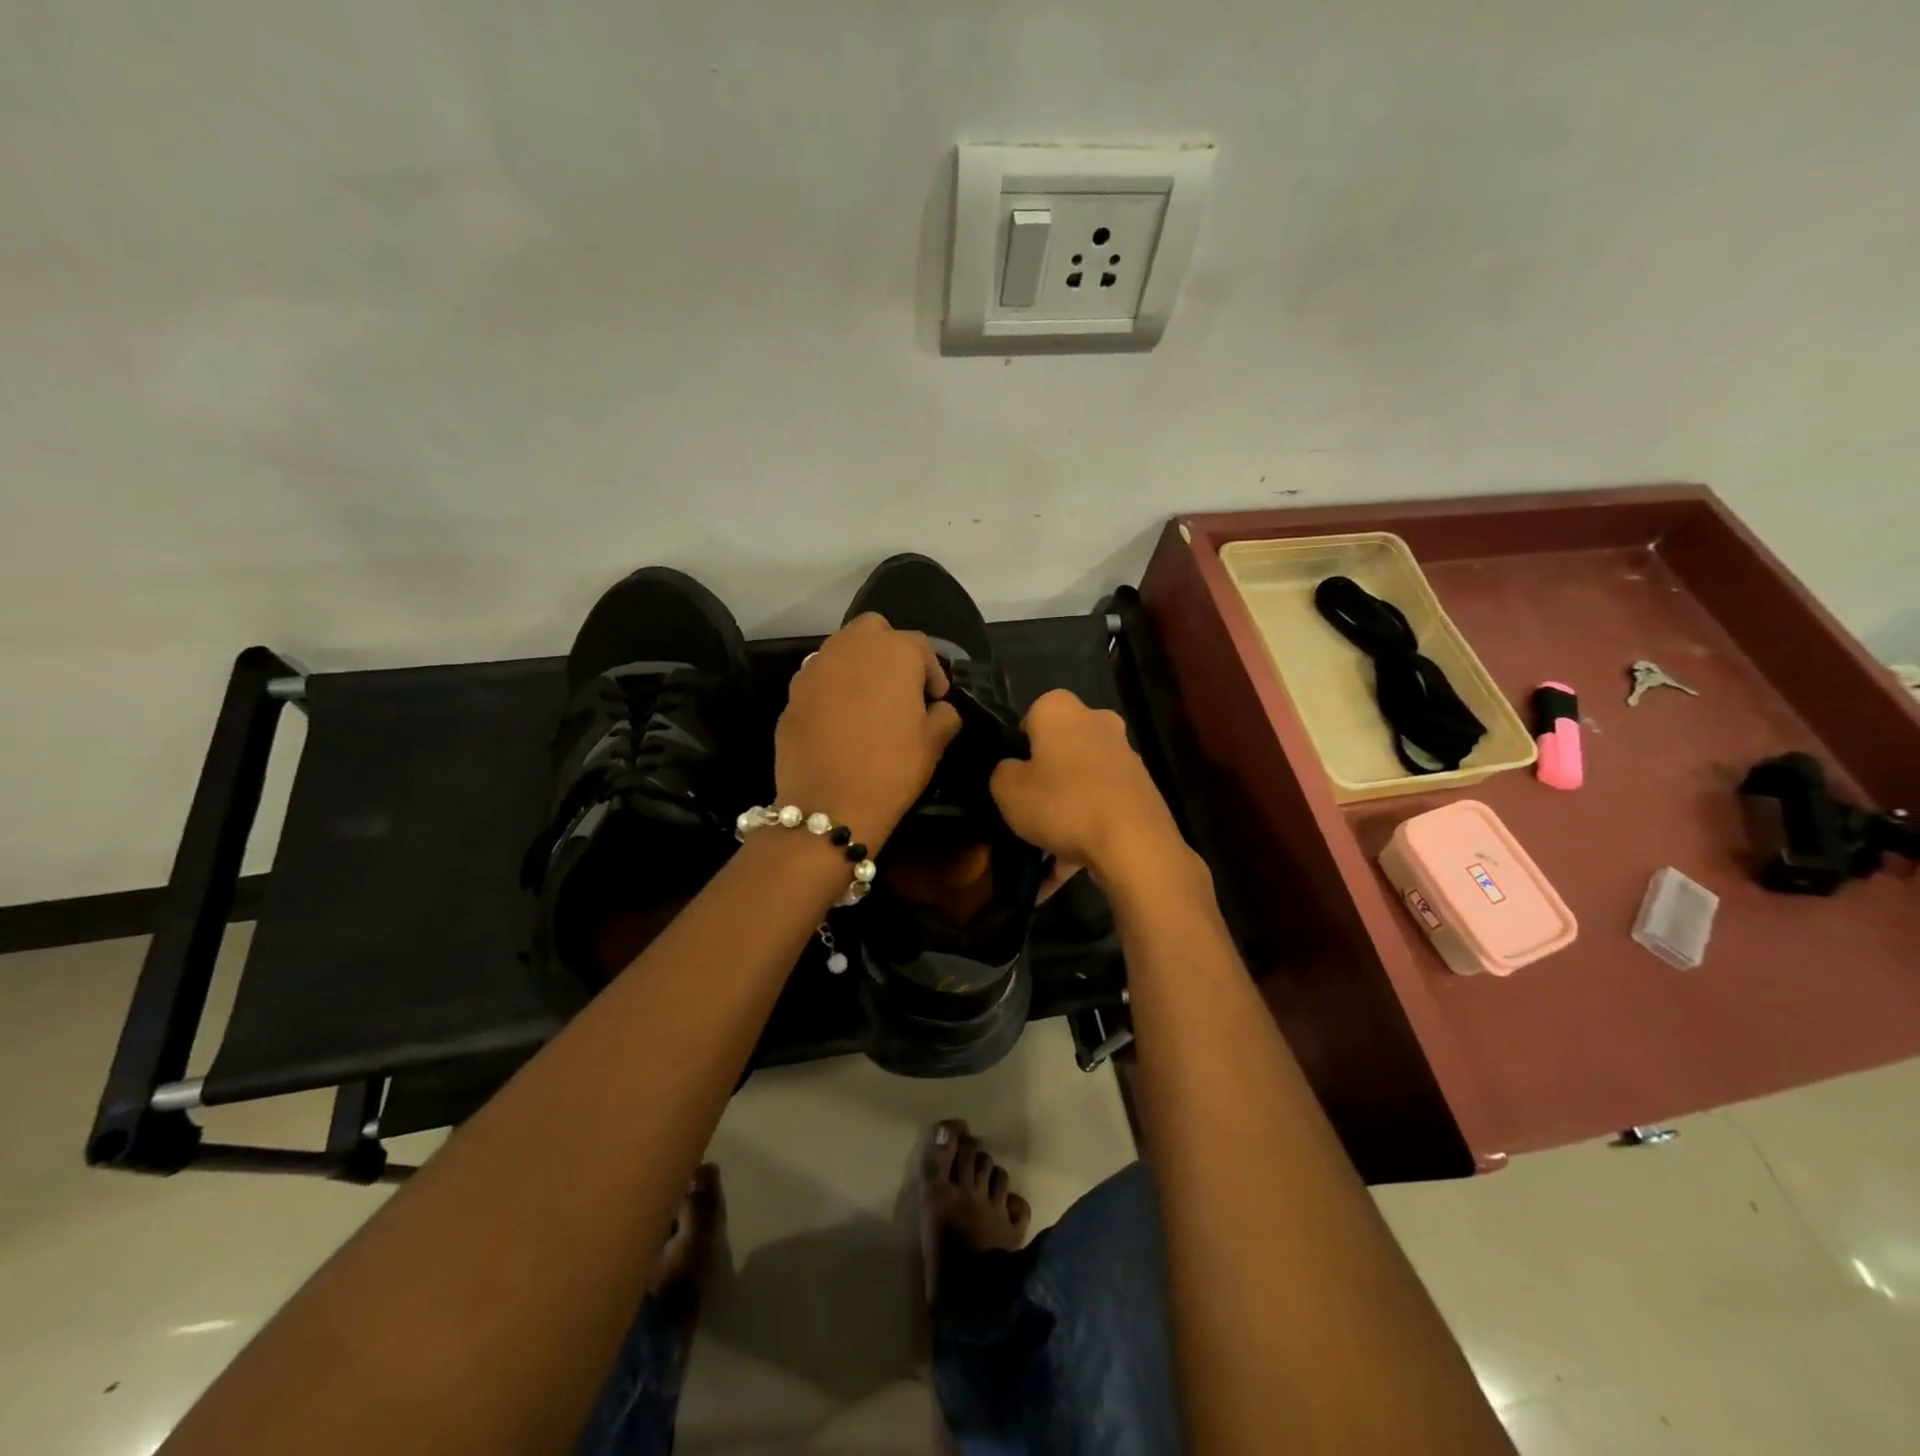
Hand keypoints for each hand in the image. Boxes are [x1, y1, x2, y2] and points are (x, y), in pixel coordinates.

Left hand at [774, 613, 961, 849]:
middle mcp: (851, 647)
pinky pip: (818, 679)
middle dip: (889, 650)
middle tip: (900, 687)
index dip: (932, 672)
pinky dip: (832, 689)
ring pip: (841, 650)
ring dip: (858, 666)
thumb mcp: (934, 743)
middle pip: (874, 631)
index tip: (936, 699)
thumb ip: (945, 715)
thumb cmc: (892, 768)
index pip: (920, 646)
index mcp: (893, 651)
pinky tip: (840, 721)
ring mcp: (815, 668)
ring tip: (869, 702)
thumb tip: (939, 708)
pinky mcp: (792, 693)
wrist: (829, 805)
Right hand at [990, 690, 1189, 889]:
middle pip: (1060, 751)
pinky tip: (1066, 869)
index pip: (1029, 718)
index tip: (1011, 780)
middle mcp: (1098, 722)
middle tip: (1027, 813)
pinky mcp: (1142, 791)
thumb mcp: (1007, 789)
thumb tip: (1013, 770)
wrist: (1134, 845)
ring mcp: (1125, 757)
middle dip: (1045, 780)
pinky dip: (1085, 834)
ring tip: (1044, 856)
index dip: (1016, 750)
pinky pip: (1101, 810)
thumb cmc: (1062, 803)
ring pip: (1081, 784)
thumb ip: (1002, 772)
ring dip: (1065, 813)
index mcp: (1061, 709)